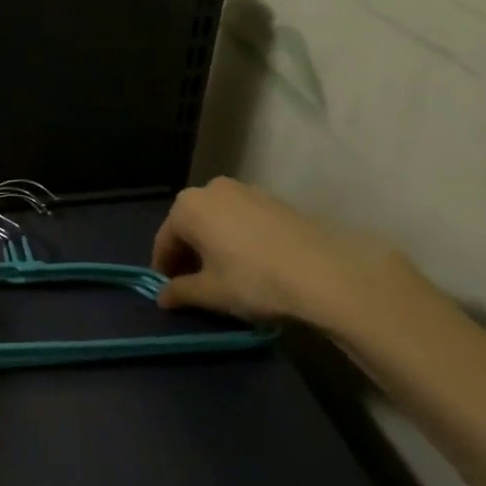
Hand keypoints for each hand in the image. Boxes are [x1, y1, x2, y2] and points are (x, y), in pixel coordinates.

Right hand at [151, 177, 427, 333]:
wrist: (324, 272)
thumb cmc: (253, 280)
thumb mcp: (211, 293)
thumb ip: (180, 292)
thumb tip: (162, 297)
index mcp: (187, 207)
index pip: (164, 240)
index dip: (164, 269)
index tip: (169, 292)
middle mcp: (211, 189)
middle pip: (190, 226)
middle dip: (188, 254)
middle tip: (195, 284)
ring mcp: (244, 190)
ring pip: (216, 220)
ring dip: (213, 244)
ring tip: (224, 274)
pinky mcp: (272, 199)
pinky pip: (241, 219)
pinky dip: (236, 238)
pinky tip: (250, 263)